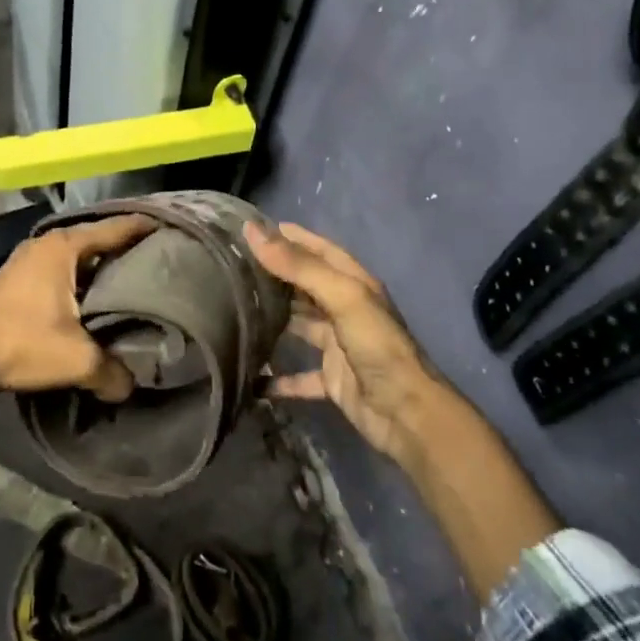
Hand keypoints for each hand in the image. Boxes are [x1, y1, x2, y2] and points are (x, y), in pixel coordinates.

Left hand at [0, 215, 157, 401]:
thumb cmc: (19, 344)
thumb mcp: (76, 360)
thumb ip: (113, 371)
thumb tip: (132, 385)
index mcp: (63, 247)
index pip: (115, 229)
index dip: (144, 228)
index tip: (172, 227)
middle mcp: (46, 244)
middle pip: (97, 239)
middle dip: (126, 247)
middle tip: (161, 257)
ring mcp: (28, 259)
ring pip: (78, 256)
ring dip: (102, 265)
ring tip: (134, 278)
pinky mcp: (18, 279)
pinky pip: (62, 269)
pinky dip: (83, 277)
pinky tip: (96, 297)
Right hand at [245, 220, 449, 461]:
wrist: (406, 412)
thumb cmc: (376, 345)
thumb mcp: (341, 296)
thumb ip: (298, 266)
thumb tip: (253, 231)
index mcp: (353, 284)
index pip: (318, 250)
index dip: (290, 237)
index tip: (254, 228)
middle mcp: (345, 309)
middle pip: (305, 285)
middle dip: (275, 275)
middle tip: (233, 267)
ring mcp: (338, 344)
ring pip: (300, 325)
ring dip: (274, 319)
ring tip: (234, 310)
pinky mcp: (331, 378)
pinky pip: (298, 376)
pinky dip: (277, 378)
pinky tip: (251, 377)